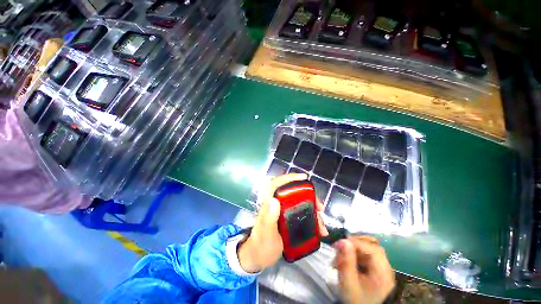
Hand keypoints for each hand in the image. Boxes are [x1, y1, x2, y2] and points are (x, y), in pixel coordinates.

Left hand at [238, 173, 328, 272]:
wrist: (258, 258)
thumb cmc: (260, 245)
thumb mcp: (265, 234)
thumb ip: (268, 218)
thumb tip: (275, 200)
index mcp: (269, 203)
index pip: (277, 184)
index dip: (289, 178)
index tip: (303, 178)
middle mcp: (277, 205)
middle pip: (293, 193)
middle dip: (308, 196)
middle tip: (319, 207)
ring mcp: (283, 212)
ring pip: (300, 204)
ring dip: (313, 210)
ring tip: (321, 224)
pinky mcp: (288, 220)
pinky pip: (302, 215)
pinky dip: (312, 220)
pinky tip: (319, 230)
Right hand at [334, 236, 394, 303]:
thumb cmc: (356, 299)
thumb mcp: (349, 283)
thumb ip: (347, 261)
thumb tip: (343, 240)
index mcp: (382, 272)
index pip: (372, 248)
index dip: (355, 242)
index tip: (338, 244)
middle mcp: (385, 267)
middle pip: (372, 244)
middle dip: (354, 243)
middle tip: (340, 247)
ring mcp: (382, 267)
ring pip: (368, 247)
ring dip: (353, 247)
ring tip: (341, 255)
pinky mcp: (376, 268)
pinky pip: (366, 253)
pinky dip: (355, 253)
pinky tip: (346, 259)